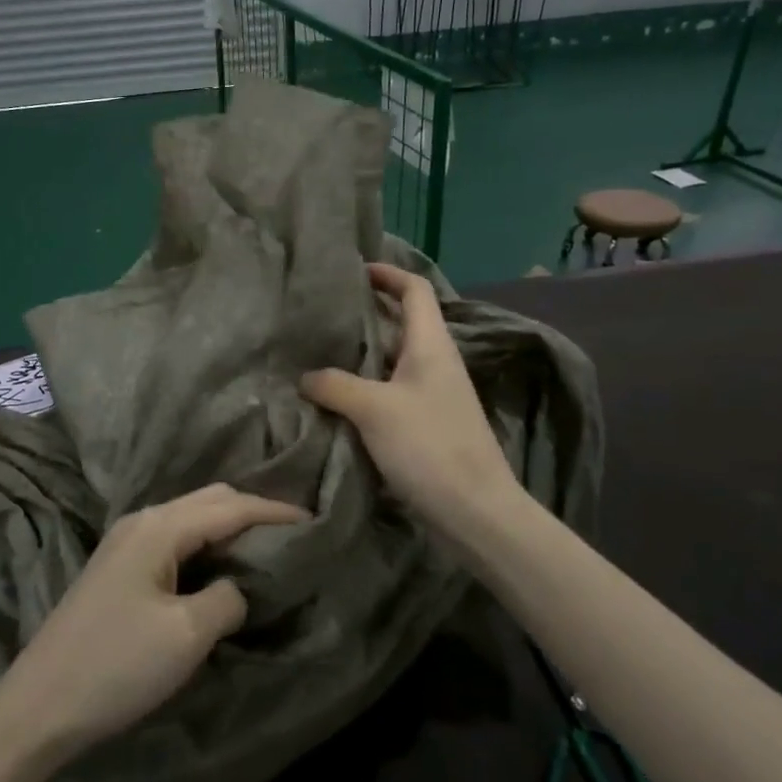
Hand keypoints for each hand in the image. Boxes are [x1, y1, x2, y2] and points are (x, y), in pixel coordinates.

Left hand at [0, 484, 306, 772]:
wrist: (37, 706)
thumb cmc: (116, 666)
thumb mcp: (186, 635)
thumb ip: (226, 598)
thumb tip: (237, 587)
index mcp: (160, 527)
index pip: (230, 506)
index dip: (274, 511)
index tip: (313, 520)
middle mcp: (142, 521)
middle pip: (208, 500)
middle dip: (252, 510)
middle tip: (291, 534)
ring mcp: (124, 543)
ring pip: (189, 518)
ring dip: (227, 526)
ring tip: (263, 548)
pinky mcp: (116, 568)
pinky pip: (173, 539)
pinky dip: (204, 543)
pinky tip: (218, 566)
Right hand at [301, 262, 514, 542]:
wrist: (475, 511)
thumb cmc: (429, 446)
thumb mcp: (374, 409)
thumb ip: (335, 385)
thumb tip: (305, 376)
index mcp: (431, 345)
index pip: (414, 290)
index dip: (388, 274)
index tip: (354, 270)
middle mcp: (434, 363)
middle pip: (400, 323)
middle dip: (364, 313)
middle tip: (322, 312)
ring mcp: (432, 395)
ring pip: (391, 360)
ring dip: (360, 354)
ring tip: (318, 351)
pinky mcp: (425, 424)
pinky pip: (389, 391)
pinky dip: (363, 387)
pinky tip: (335, 397)